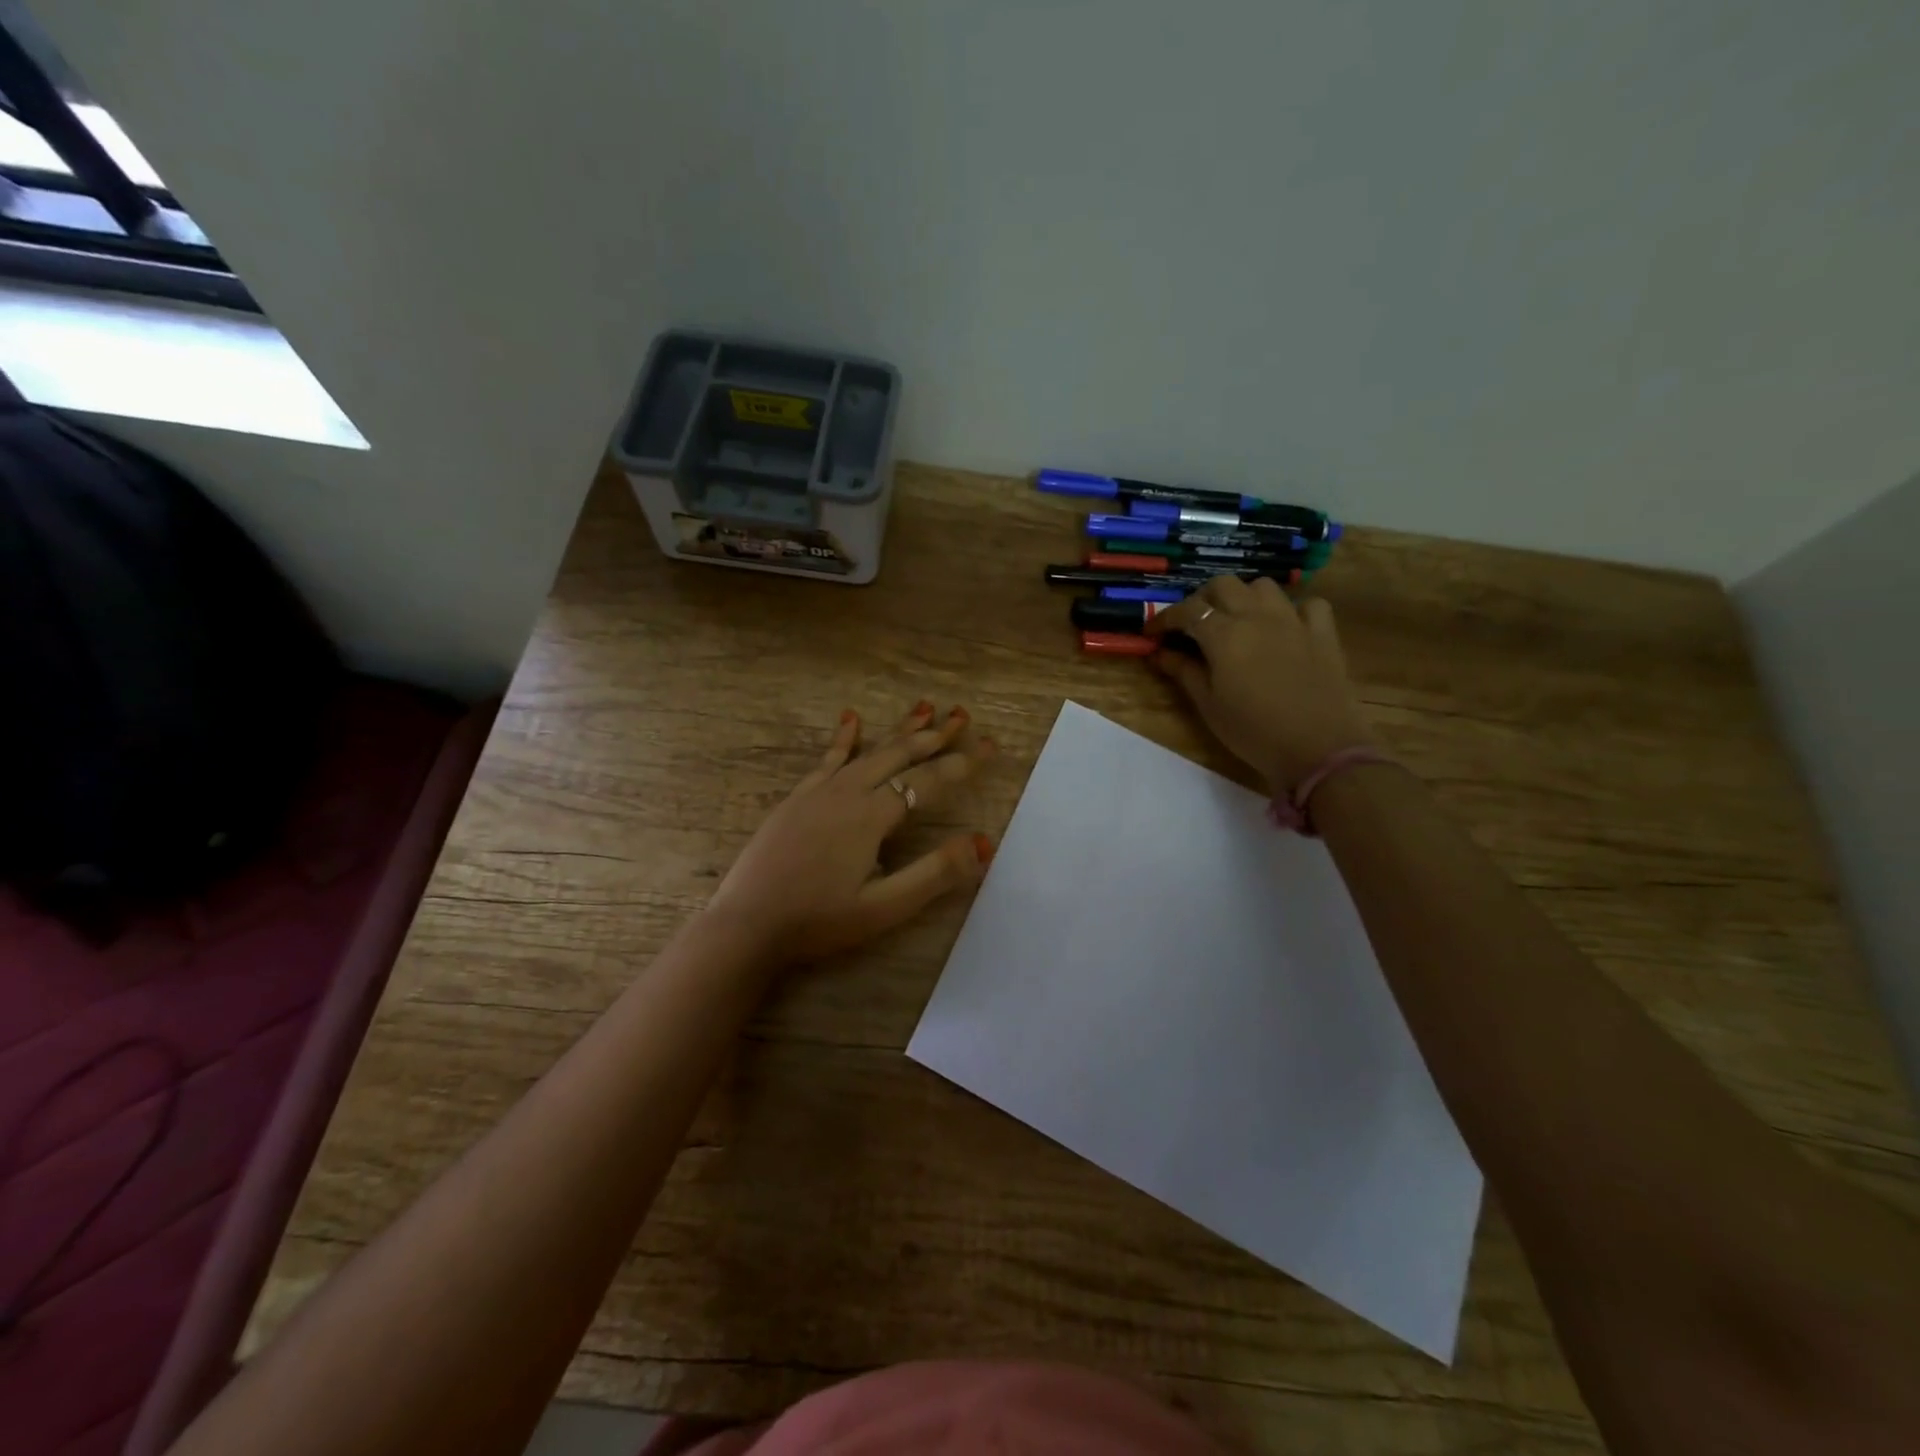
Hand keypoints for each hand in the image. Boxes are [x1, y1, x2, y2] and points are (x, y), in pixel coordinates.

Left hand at [706, 701, 995, 962]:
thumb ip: (934, 874)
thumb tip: (983, 842)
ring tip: (925, 706)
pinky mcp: (798, 798)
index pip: (929, 781)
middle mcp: (848, 792)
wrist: (747, 923)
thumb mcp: (884, 907)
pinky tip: (852, 717)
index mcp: (872, 816)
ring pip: (869, 750)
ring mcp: (819, 791)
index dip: (963, 764)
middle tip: (963, 716)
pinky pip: (828, 758)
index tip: (990, 745)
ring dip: (900, 729)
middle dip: (935, 735)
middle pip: (900, 754)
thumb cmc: (819, 920)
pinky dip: (844, 737)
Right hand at [1147, 576, 1373, 794]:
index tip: (1152, 633)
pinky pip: (1308, 604)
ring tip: (1236, 621)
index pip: (1187, 611)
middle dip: (1201, 599)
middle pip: (1223, 585)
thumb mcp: (1209, 706)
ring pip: (1263, 587)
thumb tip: (1160, 653)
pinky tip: (1285, 628)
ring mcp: (1293, 620)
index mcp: (1224, 634)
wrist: (1319, 749)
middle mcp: (1257, 616)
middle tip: (1192, 625)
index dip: (1164, 618)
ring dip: (1243, 597)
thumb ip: (1184, 672)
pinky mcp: (1323, 633)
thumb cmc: (1253, 732)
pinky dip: (1292, 610)